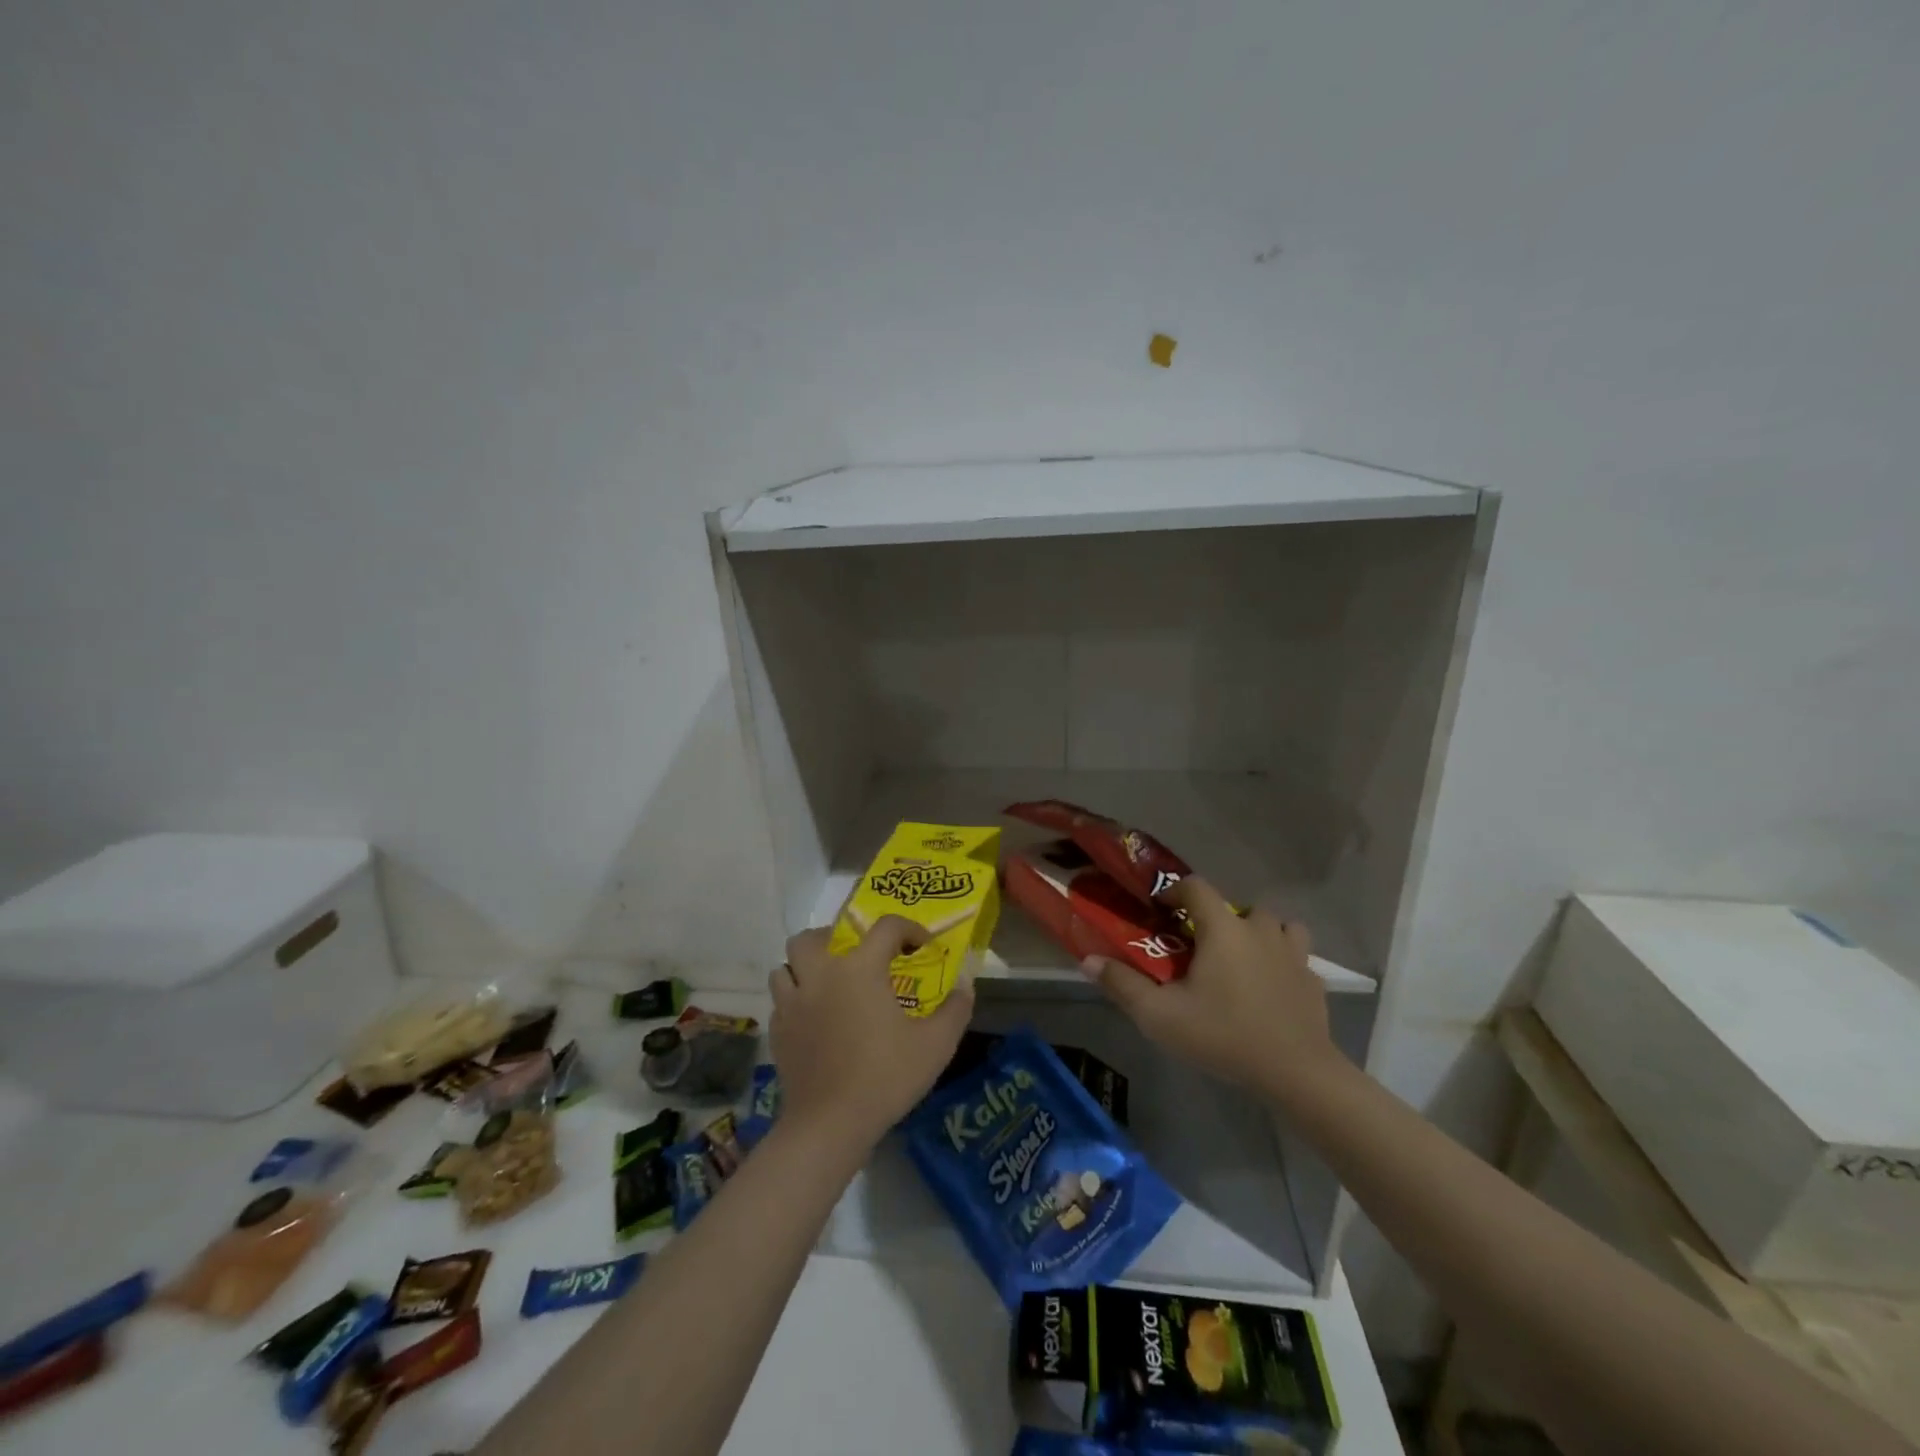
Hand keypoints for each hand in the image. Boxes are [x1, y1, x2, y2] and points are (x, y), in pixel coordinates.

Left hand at [771, 917, 974, 1153]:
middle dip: (833, 938)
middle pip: (812, 937)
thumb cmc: (886, 1077)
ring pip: (785, 967)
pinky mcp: (778, 1032)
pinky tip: (813, 1019)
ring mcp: (793, 1004)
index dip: (909, 929)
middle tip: (855, 956)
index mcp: (860, 969)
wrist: (830, 1124)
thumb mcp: (936, 1045)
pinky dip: (795, 1001)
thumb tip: (965, 984)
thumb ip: (956, 1009)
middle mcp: (821, 975)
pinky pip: (781, 1001)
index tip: (922, 946)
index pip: (886, 927)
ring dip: (805, 968)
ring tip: (827, 984)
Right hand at [1079, 876, 1337, 1100]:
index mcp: (1222, 929)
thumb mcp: (1160, 1015)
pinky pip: (1297, 958)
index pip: (1196, 886)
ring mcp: (1293, 955)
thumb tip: (1088, 959)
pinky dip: (1282, 964)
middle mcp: (1260, 931)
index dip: (1175, 891)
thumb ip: (1122, 984)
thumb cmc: (1223, 1035)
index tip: (1160, 910)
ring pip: (1277, 926)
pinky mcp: (1314, 982)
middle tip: (1200, 947)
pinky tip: (1270, 990)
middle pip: (1239, 907)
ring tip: (1242, 961)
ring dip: (1259, 934)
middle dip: (1218, 919)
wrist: (1296, 1074)